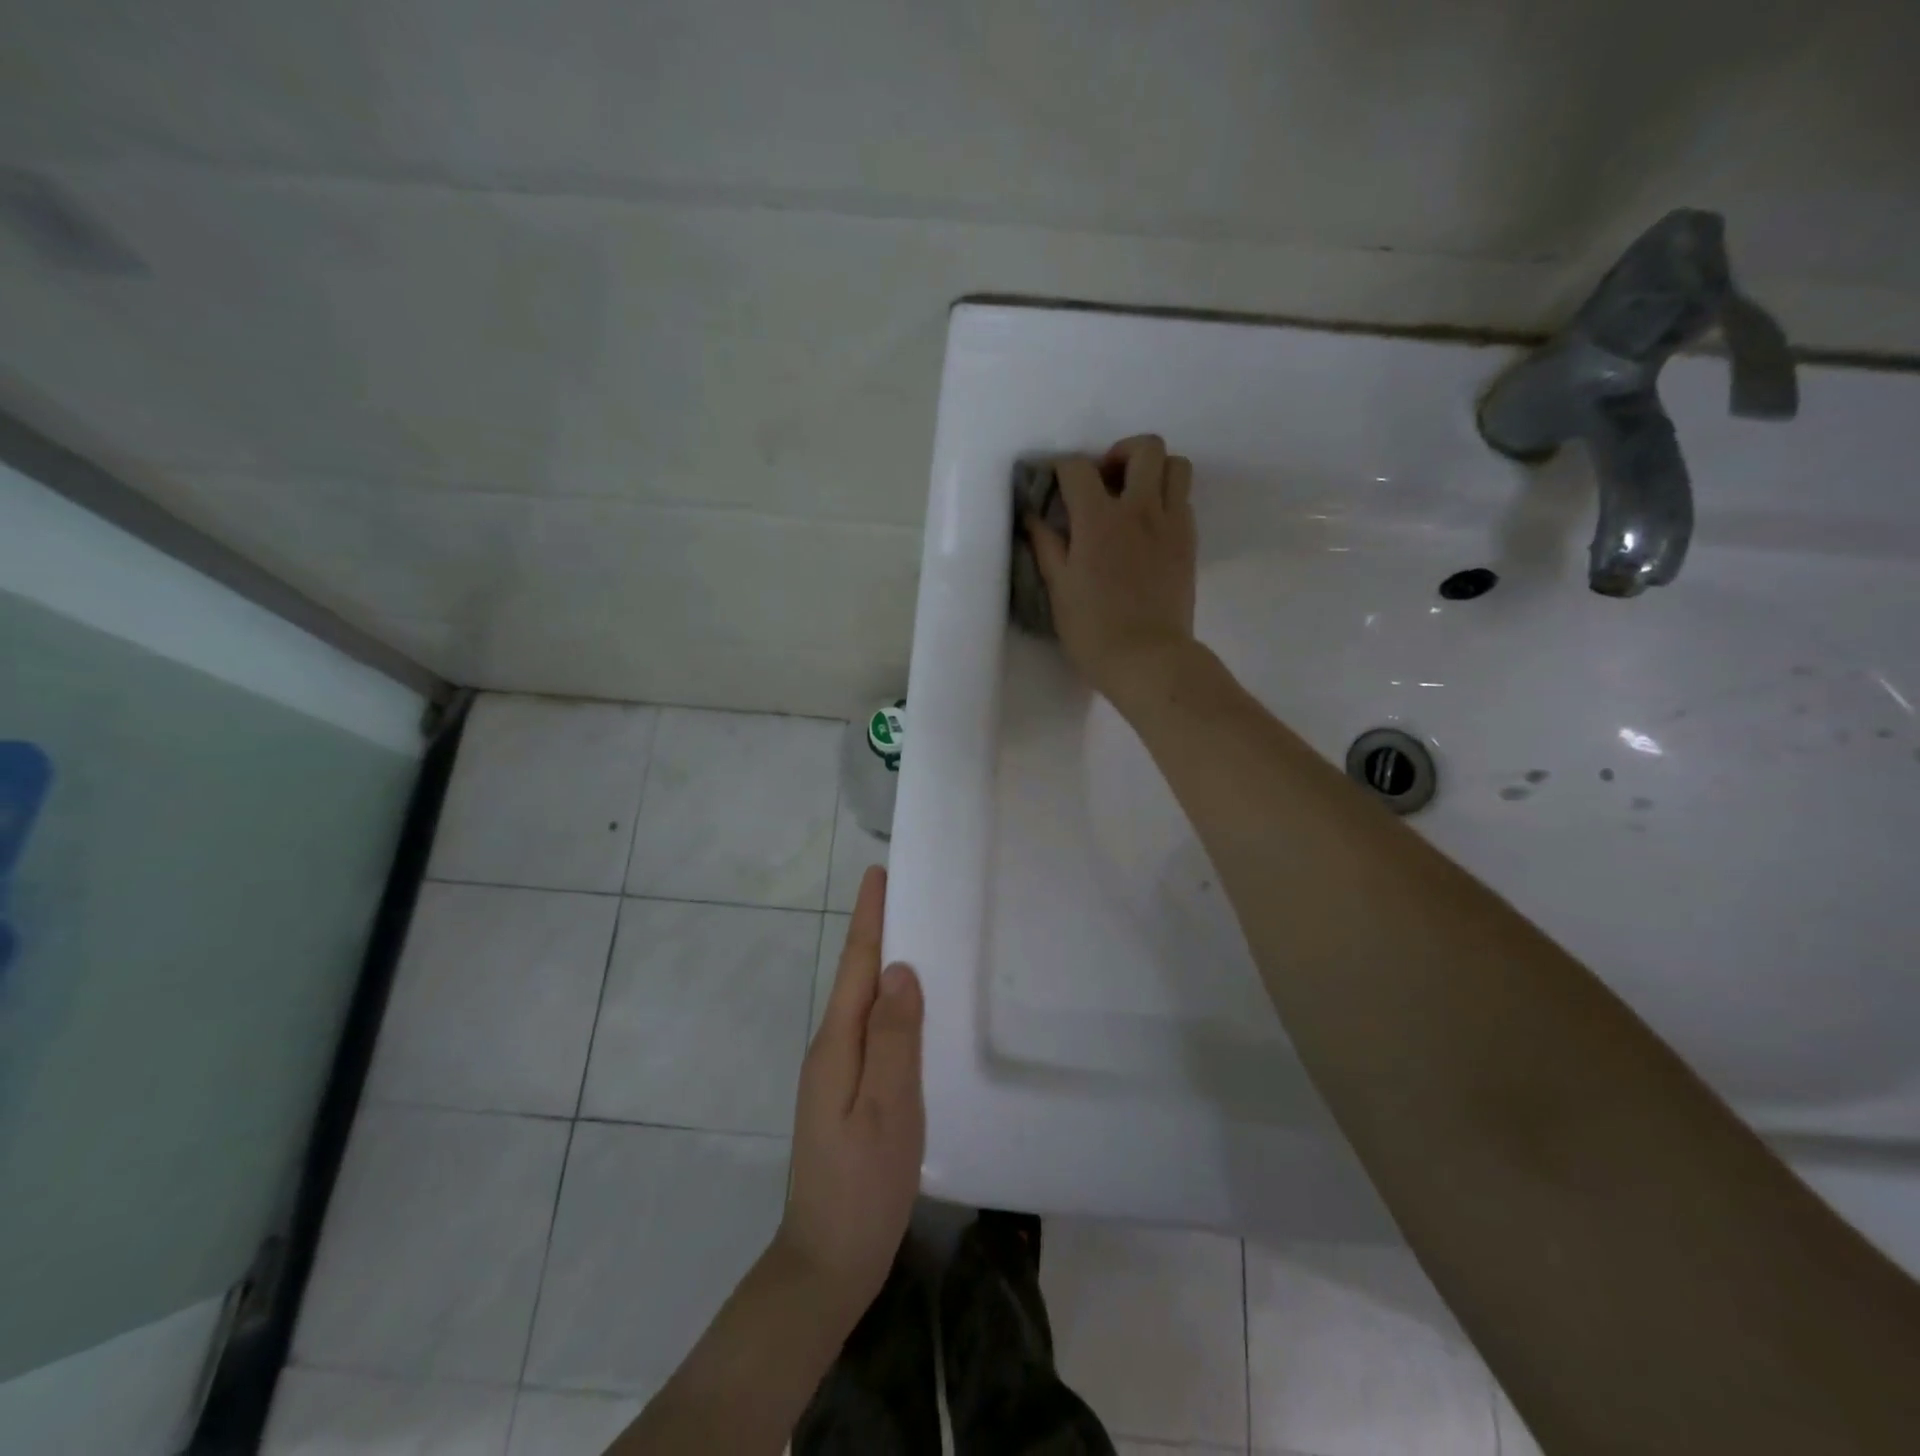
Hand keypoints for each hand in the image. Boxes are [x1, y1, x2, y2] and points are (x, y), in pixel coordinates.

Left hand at [774, 865, 923, 1327]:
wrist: (827, 1263)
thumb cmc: (862, 1187)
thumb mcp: (888, 1109)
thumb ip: (894, 1037)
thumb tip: (898, 969)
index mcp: (838, 1044)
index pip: (855, 964)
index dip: (869, 918)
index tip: (878, 873)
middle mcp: (831, 1048)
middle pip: (856, 976)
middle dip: (876, 931)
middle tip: (907, 893)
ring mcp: (835, 1073)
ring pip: (862, 1002)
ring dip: (882, 964)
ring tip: (914, 934)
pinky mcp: (846, 1093)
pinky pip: (870, 1030)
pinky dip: (887, 1002)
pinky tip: (909, 1006)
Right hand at [1025, 434, 1196, 702]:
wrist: (1147, 659)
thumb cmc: (1093, 630)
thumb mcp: (1058, 588)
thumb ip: (1046, 545)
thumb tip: (1033, 515)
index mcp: (1099, 519)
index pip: (1079, 468)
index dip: (1062, 469)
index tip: (1055, 484)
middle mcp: (1140, 510)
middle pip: (1146, 448)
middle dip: (1121, 453)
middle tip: (1105, 481)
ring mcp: (1171, 524)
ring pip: (1176, 466)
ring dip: (1154, 470)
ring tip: (1134, 496)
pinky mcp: (1189, 543)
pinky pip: (1184, 500)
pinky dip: (1166, 500)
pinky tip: (1148, 528)